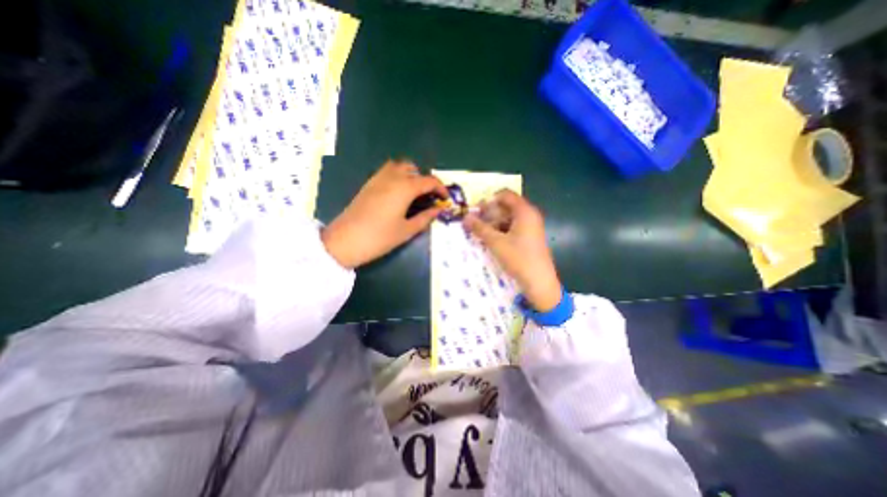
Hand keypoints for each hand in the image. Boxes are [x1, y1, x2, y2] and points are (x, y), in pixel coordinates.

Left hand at [323, 159, 446, 266]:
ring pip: (398, 166)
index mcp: (404, 188)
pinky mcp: (368, 184)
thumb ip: (425, 218)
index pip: (428, 181)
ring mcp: (377, 179)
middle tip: (429, 196)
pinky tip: (398, 194)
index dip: (440, 188)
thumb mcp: (406, 231)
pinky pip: (387, 172)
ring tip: (414, 192)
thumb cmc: (379, 237)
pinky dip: (397, 176)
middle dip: (425, 179)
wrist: (345, 241)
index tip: (445, 199)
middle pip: (413, 168)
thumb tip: (438, 210)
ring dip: (410, 174)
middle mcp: (392, 178)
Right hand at [465, 188, 558, 309]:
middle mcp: (530, 215)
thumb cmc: (518, 258)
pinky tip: (491, 240)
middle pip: (507, 206)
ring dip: (494, 223)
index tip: (477, 211)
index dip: (489, 200)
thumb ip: (480, 228)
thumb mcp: (496, 242)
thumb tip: (465, 217)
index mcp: (524, 211)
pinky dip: (502, 230)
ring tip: (481, 233)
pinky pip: (514, 227)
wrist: (539, 281)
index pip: (505, 195)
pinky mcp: (530, 237)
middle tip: (475, 222)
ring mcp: (531, 227)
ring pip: (509, 218)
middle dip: (489, 213)